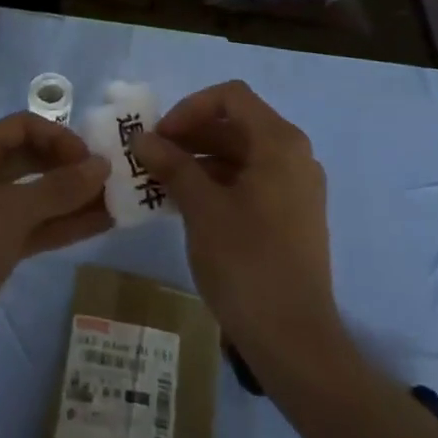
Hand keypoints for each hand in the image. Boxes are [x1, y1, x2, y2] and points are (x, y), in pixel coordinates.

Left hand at [0, 111, 111, 377]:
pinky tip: (102, 225)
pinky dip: (65, 225)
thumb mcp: (10, 212)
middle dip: (72, 166)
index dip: (60, 137)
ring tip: (120, 201)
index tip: (92, 159)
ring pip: (39, 196)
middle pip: (34, 158)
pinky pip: (37, 226)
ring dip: (75, 198)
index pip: (25, 126)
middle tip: (115, 178)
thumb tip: (102, 165)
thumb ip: (59, 188)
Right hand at [131, 82, 340, 371]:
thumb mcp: (202, 209)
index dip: (189, 108)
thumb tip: (142, 138)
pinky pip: (249, 181)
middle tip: (150, 157)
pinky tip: (184, 203)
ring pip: (240, 154)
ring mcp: (295, 187)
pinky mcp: (290, 215)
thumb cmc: (247, 263)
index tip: (159, 136)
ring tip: (158, 181)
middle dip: (189, 135)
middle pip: (235, 124)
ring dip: (198, 159)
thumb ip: (172, 165)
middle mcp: (294, 156)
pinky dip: (216, 182)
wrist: (293, 340)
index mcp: (279, 143)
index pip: (230, 97)